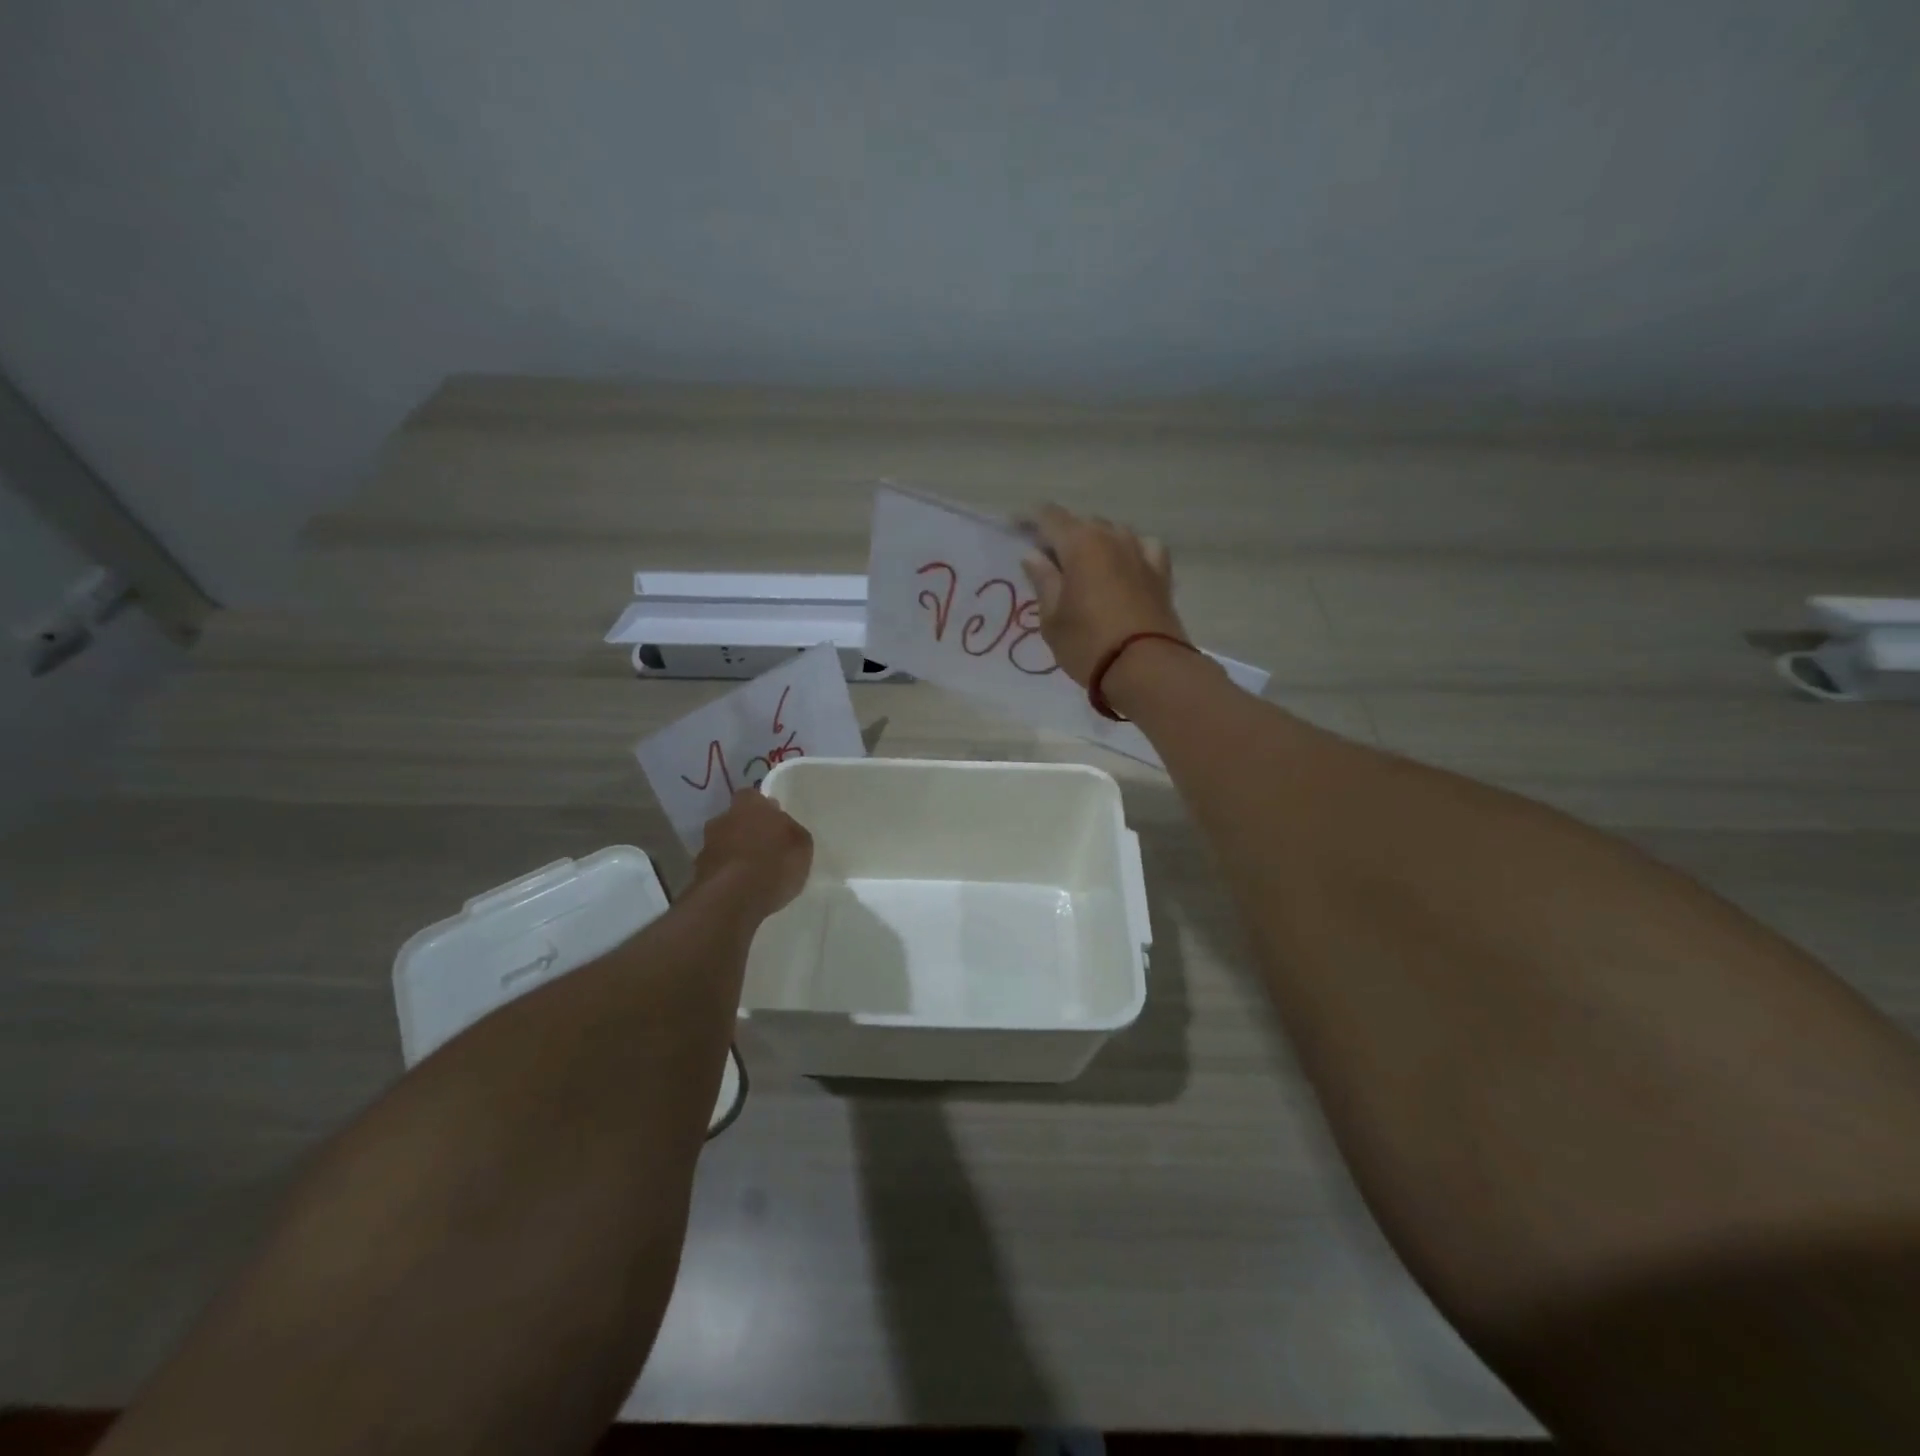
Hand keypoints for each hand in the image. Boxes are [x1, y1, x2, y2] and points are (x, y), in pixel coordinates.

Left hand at [691, 789, 813, 916]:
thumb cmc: (773, 863)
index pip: (752, 796)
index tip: (774, 822)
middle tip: (765, 848)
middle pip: (735, 819)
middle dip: (747, 831)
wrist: (732, 898)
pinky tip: (742, 889)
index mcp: (749, 805)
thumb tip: (784, 828)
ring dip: (735, 854)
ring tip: (754, 873)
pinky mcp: (698, 874)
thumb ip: (791, 831)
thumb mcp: (801, 845)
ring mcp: (706, 846)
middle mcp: (723, 819)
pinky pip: (717, 869)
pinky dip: (727, 875)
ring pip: (723, 844)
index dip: (763, 808)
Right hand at [1020, 504, 1188, 686]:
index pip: (1048, 516)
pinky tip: (1124, 565)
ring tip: (1083, 566)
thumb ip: (1043, 581)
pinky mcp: (1161, 573)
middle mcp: (1112, 537)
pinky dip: (1128, 551)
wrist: (1147, 669)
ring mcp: (1141, 552)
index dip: (1028, 519)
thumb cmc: (1088, 644)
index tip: (1014, 529)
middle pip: (1081, 524)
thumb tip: (1034, 556)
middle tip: (1046, 561)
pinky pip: (1142, 548)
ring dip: (1094, 543)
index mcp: (1080, 544)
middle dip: (1062, 536)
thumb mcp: (1052, 619)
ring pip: (1112, 533)